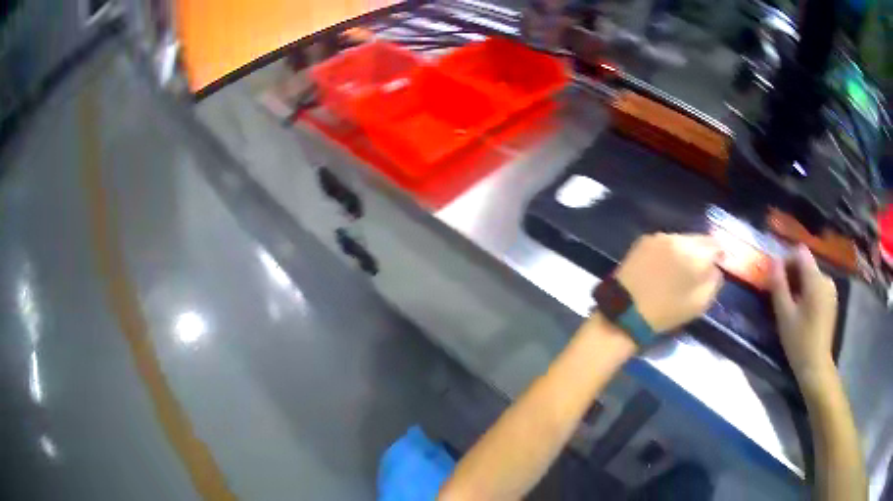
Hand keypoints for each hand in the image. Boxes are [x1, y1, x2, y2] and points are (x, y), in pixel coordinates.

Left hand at [614, 233, 723, 332]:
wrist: (625, 312)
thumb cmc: (666, 312)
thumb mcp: (700, 303)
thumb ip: (714, 280)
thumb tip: (715, 267)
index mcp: (695, 253)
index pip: (715, 245)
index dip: (718, 255)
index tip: (718, 264)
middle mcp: (677, 238)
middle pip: (698, 239)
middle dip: (702, 252)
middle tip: (699, 268)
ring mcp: (658, 237)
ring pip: (680, 239)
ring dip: (684, 250)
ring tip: (679, 268)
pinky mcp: (642, 241)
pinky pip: (663, 242)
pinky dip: (667, 251)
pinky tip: (663, 266)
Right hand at [770, 246, 837, 381]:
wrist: (816, 366)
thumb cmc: (799, 341)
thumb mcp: (784, 315)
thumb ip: (779, 285)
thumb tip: (773, 262)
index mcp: (816, 280)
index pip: (800, 253)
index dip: (786, 260)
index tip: (776, 278)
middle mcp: (826, 278)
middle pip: (806, 264)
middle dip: (792, 274)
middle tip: (779, 294)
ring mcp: (830, 289)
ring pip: (811, 276)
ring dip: (799, 284)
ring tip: (789, 304)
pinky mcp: (831, 300)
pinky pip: (817, 286)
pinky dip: (807, 292)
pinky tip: (801, 310)